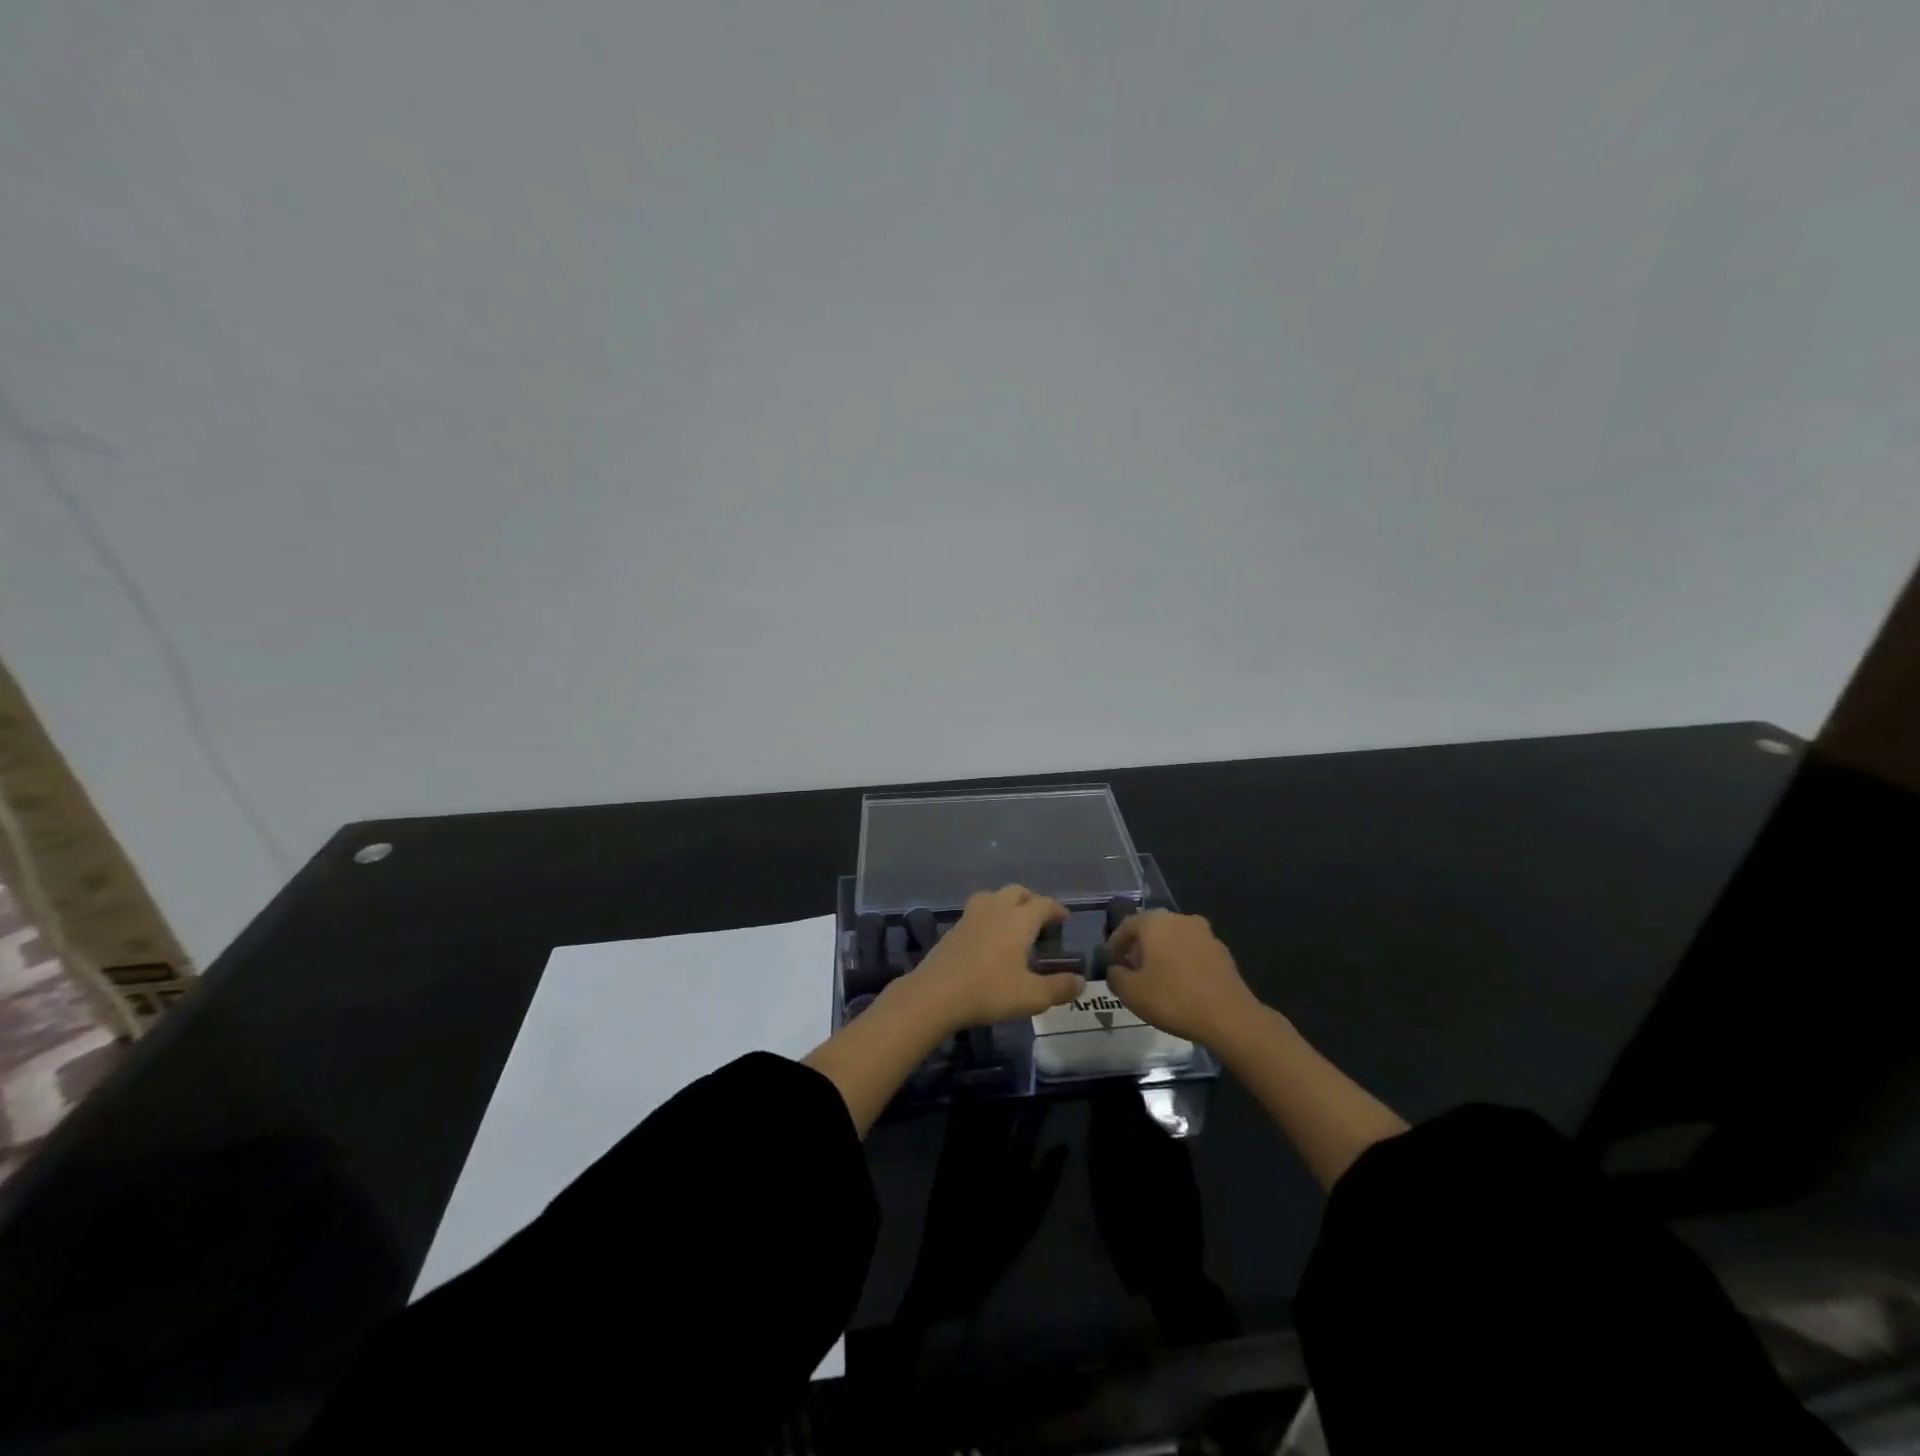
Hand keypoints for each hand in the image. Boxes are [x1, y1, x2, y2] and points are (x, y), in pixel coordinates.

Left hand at [910, 885, 1081, 1029]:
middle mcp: (995, 909)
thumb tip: (1081, 982)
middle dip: (1032, 901)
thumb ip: (1059, 987)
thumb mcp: (1032, 996)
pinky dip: (988, 916)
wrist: (936, 993)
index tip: (1065, 918)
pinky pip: (977, 912)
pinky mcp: (953, 928)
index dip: (1057, 909)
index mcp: (1018, 919)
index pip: (1044, 904)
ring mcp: (971, 916)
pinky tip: (988, 937)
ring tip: (1013, 923)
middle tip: (1040, 919)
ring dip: (1006, 903)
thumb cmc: (989, 990)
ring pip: (993, 896)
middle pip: (1017, 892)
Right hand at [1106, 910, 1256, 1044]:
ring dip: (1162, 953)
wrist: (1229, 1017)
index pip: (1127, 925)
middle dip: (1139, 947)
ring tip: (1156, 978)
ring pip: (1174, 939)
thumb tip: (1115, 970)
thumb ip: (1115, 977)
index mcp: (1155, 922)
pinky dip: (1182, 961)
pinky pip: (1192, 951)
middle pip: (1152, 929)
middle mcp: (1180, 919)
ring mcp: (1205, 934)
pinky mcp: (1222, 952)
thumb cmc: (1173, 998)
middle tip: (1131, 969)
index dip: (1115, 943)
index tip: (1110, 961)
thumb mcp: (1131, 993)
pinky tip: (1180, 984)